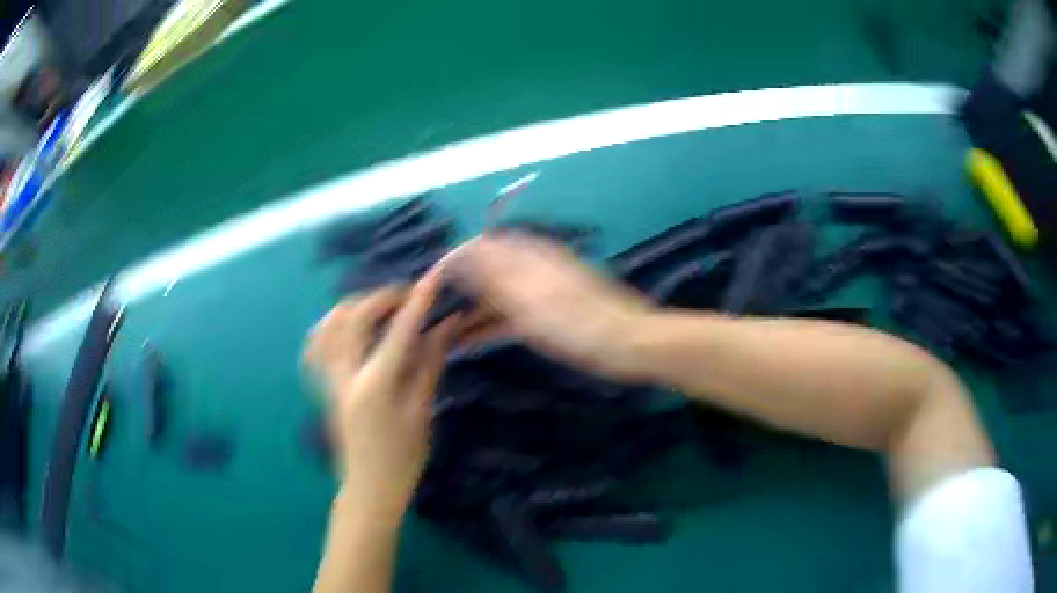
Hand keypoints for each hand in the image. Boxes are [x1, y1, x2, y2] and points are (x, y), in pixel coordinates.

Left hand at [303, 272, 456, 519]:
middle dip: (381, 297)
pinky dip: (329, 326)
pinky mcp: (322, 386)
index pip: (397, 331)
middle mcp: (343, 375)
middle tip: (407, 297)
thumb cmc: (402, 459)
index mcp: (374, 386)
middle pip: (353, 317)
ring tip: (378, 308)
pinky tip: (347, 327)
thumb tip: (445, 326)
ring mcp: (327, 380)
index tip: (432, 277)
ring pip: (327, 324)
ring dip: (354, 307)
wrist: (368, 489)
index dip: (417, 301)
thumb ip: (428, 364)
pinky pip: (314, 345)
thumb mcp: (421, 412)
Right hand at [443, 233, 654, 380]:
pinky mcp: (545, 315)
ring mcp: (538, 292)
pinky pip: (507, 316)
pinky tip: (464, 341)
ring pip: (494, 297)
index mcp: (527, 256)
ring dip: (467, 311)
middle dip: (455, 289)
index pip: (478, 248)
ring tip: (436, 330)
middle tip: (424, 312)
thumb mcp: (530, 299)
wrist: (626, 344)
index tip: (424, 285)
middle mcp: (529, 268)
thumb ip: (493, 275)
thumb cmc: (576, 322)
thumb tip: (458, 255)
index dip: (450, 263)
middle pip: (483, 272)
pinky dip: (486, 326)